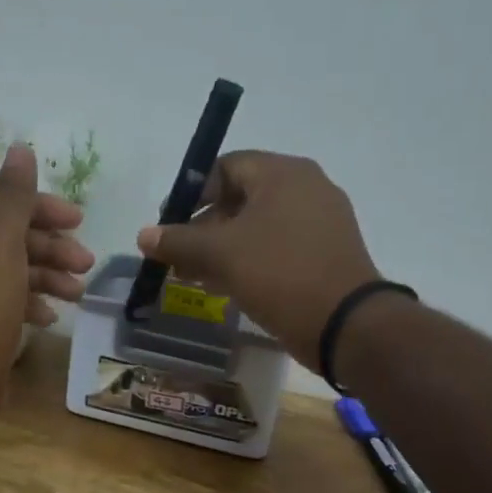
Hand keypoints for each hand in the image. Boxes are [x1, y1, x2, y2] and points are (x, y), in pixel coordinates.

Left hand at [0, 144, 94, 434]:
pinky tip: (52, 317)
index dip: (41, 205)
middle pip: (12, 234)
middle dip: (52, 245)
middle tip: (86, 262)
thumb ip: (14, 196)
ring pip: (16, 268)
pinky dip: (34, 303)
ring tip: (78, 292)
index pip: (2, 199)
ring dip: (49, 275)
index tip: (78, 220)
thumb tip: (20, 148)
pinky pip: (11, 300)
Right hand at [136, 151, 383, 369]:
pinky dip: (248, 260)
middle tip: (178, 256)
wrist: (347, 324)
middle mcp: (306, 188)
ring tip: (194, 277)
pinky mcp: (325, 253)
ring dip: (222, 248)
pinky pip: (277, 247)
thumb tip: (144, 234)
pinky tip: (226, 287)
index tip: (169, 224)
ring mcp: (320, 222)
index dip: (192, 194)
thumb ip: (179, 241)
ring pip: (257, 226)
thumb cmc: (281, 273)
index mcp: (283, 174)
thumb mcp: (222, 254)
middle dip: (203, 227)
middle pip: (241, 198)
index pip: (226, 167)